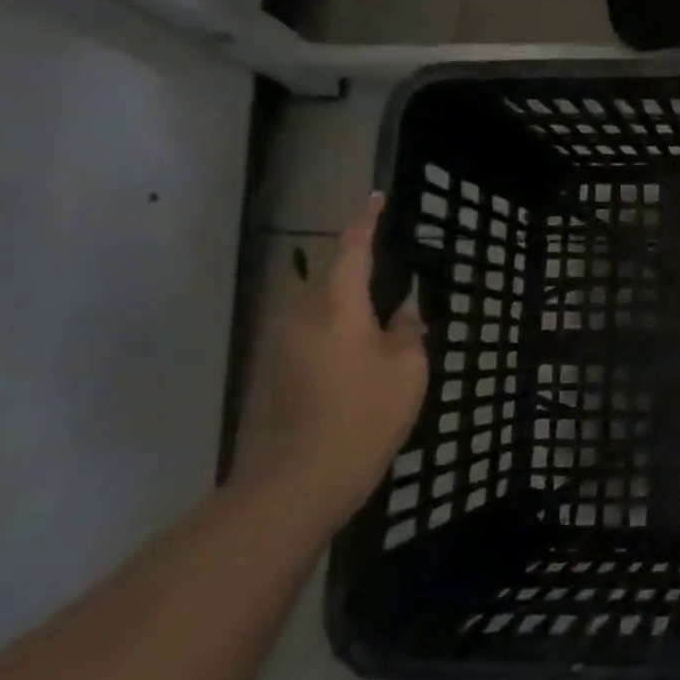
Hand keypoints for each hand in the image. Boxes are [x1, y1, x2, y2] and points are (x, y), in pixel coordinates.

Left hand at [234, 194, 428, 527]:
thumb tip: (405, 312)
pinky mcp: (271, 373)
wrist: (297, 482)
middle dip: (357, 273)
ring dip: (346, 309)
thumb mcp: (407, 370)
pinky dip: (334, 335)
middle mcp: (299, 316)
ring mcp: (279, 345)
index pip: (351, 248)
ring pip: (318, 310)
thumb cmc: (363, 416)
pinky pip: (309, 335)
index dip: (366, 221)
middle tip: (393, 281)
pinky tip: (357, 362)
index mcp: (336, 306)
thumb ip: (408, 331)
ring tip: (380, 326)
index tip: (376, 197)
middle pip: (329, 279)